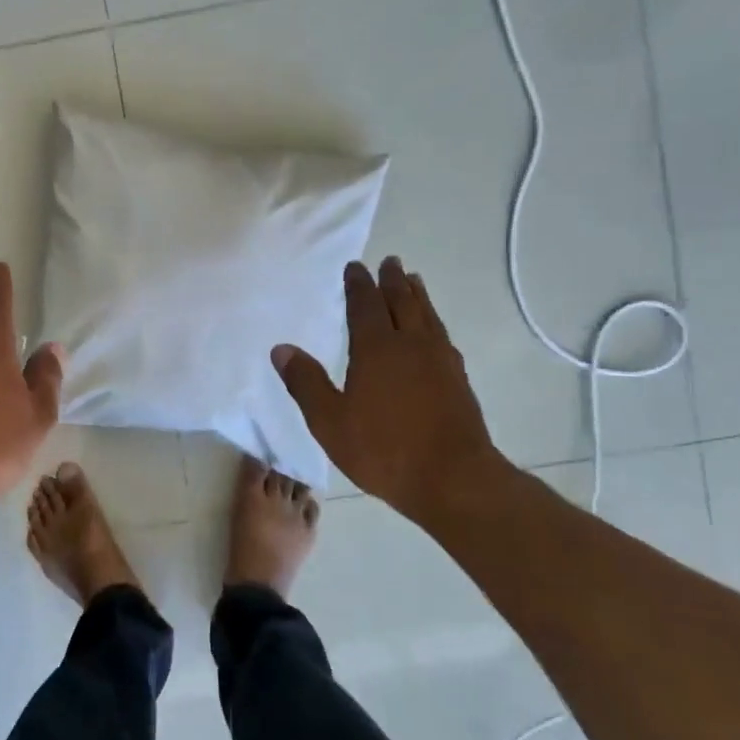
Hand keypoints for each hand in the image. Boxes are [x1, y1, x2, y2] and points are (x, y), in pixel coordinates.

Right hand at [272, 258, 516, 529]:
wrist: (453, 478)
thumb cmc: (383, 450)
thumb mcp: (329, 421)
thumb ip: (306, 382)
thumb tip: (281, 348)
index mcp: (377, 349)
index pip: (365, 306)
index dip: (358, 285)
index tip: (355, 267)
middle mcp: (411, 345)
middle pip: (402, 302)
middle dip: (392, 281)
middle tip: (389, 261)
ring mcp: (440, 361)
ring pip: (428, 315)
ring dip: (418, 295)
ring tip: (413, 280)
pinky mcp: (458, 379)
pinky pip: (442, 336)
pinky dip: (434, 321)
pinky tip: (434, 331)